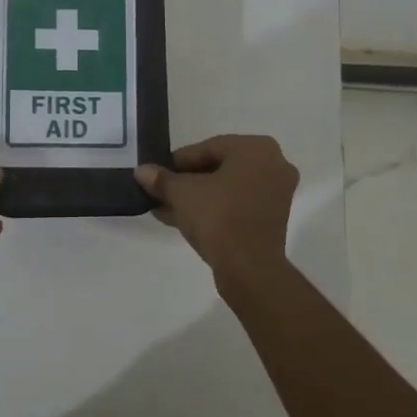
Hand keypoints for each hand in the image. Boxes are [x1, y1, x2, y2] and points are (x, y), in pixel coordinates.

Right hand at [135, 134, 297, 278]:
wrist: (249, 268)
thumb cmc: (219, 217)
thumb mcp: (182, 194)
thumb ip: (161, 179)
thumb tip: (142, 171)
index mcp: (256, 149)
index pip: (208, 148)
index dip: (177, 161)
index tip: (156, 173)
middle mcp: (273, 165)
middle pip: (218, 168)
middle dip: (185, 181)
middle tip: (159, 191)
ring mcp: (275, 194)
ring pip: (226, 189)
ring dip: (195, 197)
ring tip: (163, 207)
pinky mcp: (271, 219)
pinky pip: (236, 206)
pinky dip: (212, 210)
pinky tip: (180, 219)